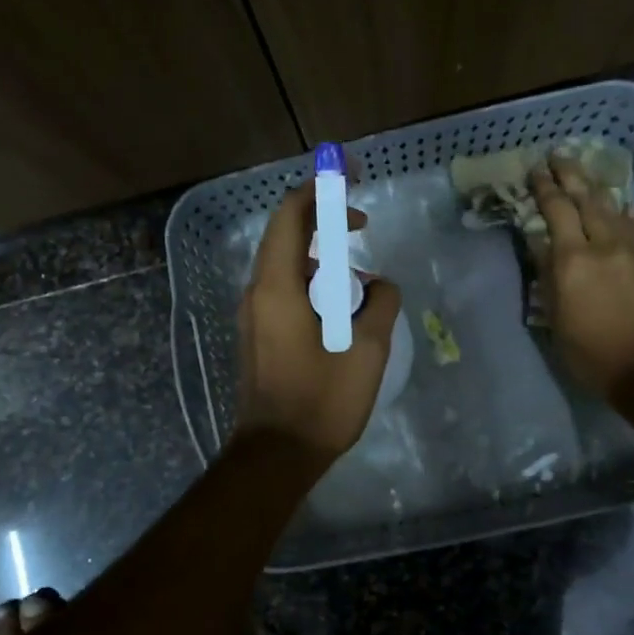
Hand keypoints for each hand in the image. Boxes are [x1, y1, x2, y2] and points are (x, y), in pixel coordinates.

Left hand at [233, 186, 402, 465]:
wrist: (275, 454)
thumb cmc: (321, 401)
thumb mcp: (366, 350)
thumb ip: (380, 304)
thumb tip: (380, 286)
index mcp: (277, 286)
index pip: (290, 216)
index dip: (318, 189)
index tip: (349, 179)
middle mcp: (257, 293)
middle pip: (285, 237)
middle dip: (322, 222)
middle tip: (360, 224)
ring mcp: (253, 316)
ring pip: (285, 267)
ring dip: (320, 260)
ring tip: (359, 280)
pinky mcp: (257, 336)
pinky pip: (283, 292)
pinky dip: (311, 285)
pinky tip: (340, 310)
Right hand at [532, 157, 633, 397]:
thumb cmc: (592, 353)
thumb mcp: (556, 320)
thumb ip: (549, 277)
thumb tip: (541, 245)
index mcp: (573, 261)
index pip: (556, 211)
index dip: (545, 188)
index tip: (536, 169)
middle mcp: (604, 245)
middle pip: (587, 199)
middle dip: (570, 175)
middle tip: (559, 156)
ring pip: (613, 208)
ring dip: (597, 189)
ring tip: (586, 176)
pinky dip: (623, 212)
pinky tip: (621, 207)